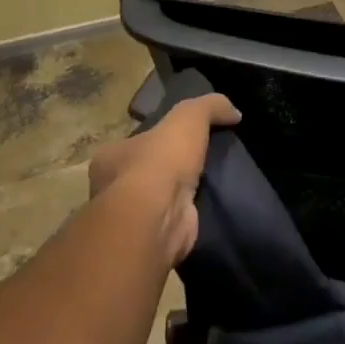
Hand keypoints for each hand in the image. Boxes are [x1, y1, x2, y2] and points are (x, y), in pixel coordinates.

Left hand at [88, 93, 239, 267]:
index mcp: (110, 157)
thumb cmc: (160, 161)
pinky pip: (175, 220)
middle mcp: (113, 188)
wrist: (157, 217)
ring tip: (214, 183)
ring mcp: (132, 216)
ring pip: (160, 198)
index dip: (159, 138)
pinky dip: (190, 214)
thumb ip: (209, 107)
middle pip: (147, 171)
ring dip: (181, 193)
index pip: (136, 142)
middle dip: (171, 167)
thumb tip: (234, 112)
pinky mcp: (152, 237)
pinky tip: (211, 207)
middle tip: (203, 160)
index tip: (185, 138)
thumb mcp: (188, 116)